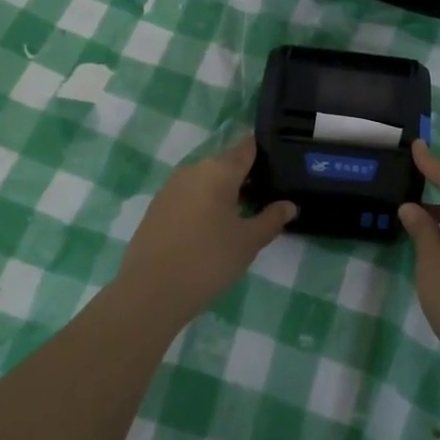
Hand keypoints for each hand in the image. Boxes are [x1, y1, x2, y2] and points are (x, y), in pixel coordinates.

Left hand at [118, 137, 295, 324]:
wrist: (150, 292)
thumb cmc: (208, 260)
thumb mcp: (248, 242)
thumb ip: (271, 219)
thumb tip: (289, 205)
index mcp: (219, 170)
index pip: (246, 148)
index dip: (263, 153)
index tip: (278, 166)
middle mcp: (193, 170)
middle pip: (225, 164)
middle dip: (244, 178)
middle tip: (263, 200)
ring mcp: (170, 187)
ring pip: (205, 181)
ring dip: (222, 193)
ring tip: (239, 218)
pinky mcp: (156, 207)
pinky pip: (187, 196)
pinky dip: (202, 205)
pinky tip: (209, 230)